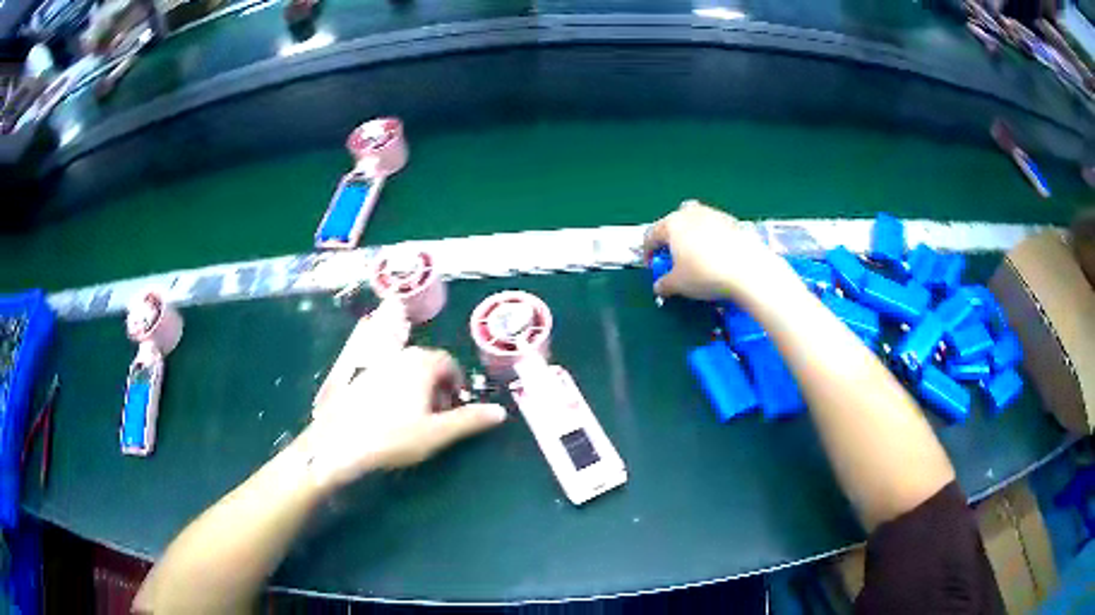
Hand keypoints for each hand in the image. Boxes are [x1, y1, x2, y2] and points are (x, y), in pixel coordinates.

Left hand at [300, 347, 506, 488]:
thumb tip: (501, 412)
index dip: (456, 385)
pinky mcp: (358, 377)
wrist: (340, 444)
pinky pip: (386, 376)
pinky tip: (388, 416)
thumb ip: (470, 420)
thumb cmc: (393, 437)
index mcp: (420, 363)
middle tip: (437, 416)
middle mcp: (399, 356)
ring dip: (417, 389)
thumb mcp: (438, 433)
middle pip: (427, 364)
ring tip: (414, 418)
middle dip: (437, 387)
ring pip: (405, 370)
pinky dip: (396, 390)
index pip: (448, 363)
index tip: (455, 409)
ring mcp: (376, 364)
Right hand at [643, 200, 793, 302]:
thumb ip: (664, 284)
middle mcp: (691, 213)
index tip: (653, 268)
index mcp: (672, 224)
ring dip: (693, 236)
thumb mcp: (678, 285)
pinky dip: (713, 239)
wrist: (748, 269)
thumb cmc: (705, 274)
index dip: (648, 253)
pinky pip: (715, 228)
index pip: (651, 235)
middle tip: (675, 258)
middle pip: (674, 222)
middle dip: (671, 238)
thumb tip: (659, 286)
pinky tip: (719, 256)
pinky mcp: (733, 221)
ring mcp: (714, 214)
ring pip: (696, 221)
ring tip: (698, 256)